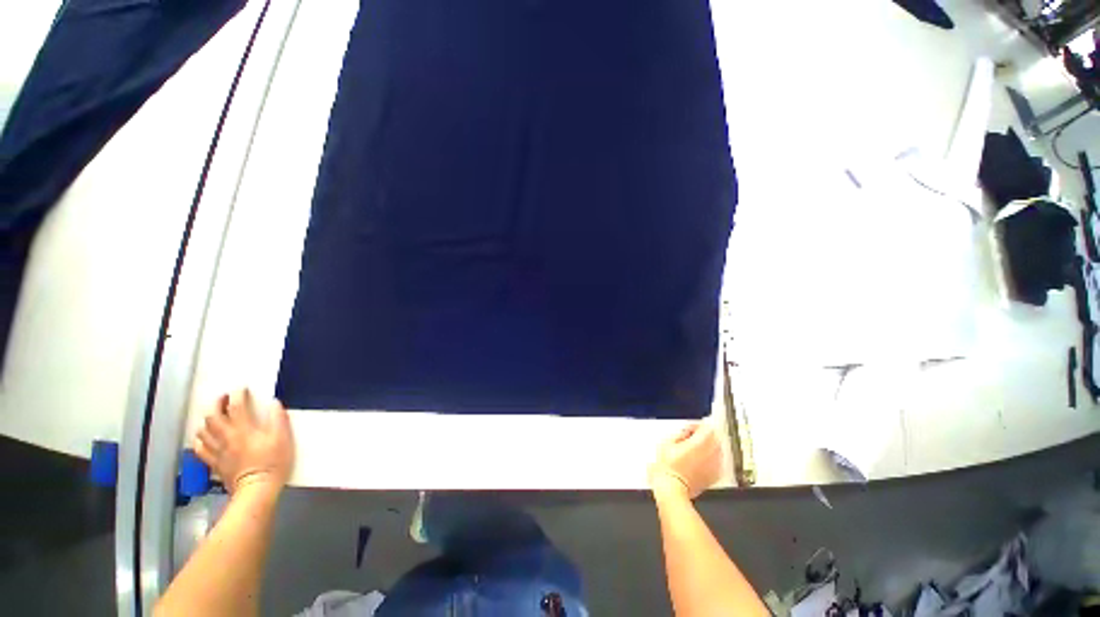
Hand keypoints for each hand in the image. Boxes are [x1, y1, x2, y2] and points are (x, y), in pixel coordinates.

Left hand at [195, 389, 294, 493]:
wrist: (257, 489)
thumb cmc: (273, 462)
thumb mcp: (283, 438)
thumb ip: (278, 419)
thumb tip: (275, 403)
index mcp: (244, 429)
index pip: (236, 406)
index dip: (238, 395)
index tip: (242, 389)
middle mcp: (227, 437)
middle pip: (213, 416)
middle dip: (217, 404)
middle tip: (224, 399)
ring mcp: (218, 451)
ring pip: (203, 431)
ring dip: (207, 421)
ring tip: (214, 417)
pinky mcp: (214, 463)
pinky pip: (201, 449)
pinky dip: (200, 440)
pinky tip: (203, 438)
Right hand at [649, 423, 721, 499]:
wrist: (672, 487)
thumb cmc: (669, 467)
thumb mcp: (667, 442)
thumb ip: (679, 434)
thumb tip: (686, 433)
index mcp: (699, 443)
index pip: (706, 427)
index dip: (696, 426)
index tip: (689, 429)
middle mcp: (710, 453)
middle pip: (714, 437)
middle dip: (704, 436)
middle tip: (692, 438)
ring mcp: (715, 465)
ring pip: (718, 449)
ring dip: (708, 447)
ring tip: (695, 450)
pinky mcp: (715, 476)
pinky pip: (717, 462)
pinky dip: (710, 459)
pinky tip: (699, 462)